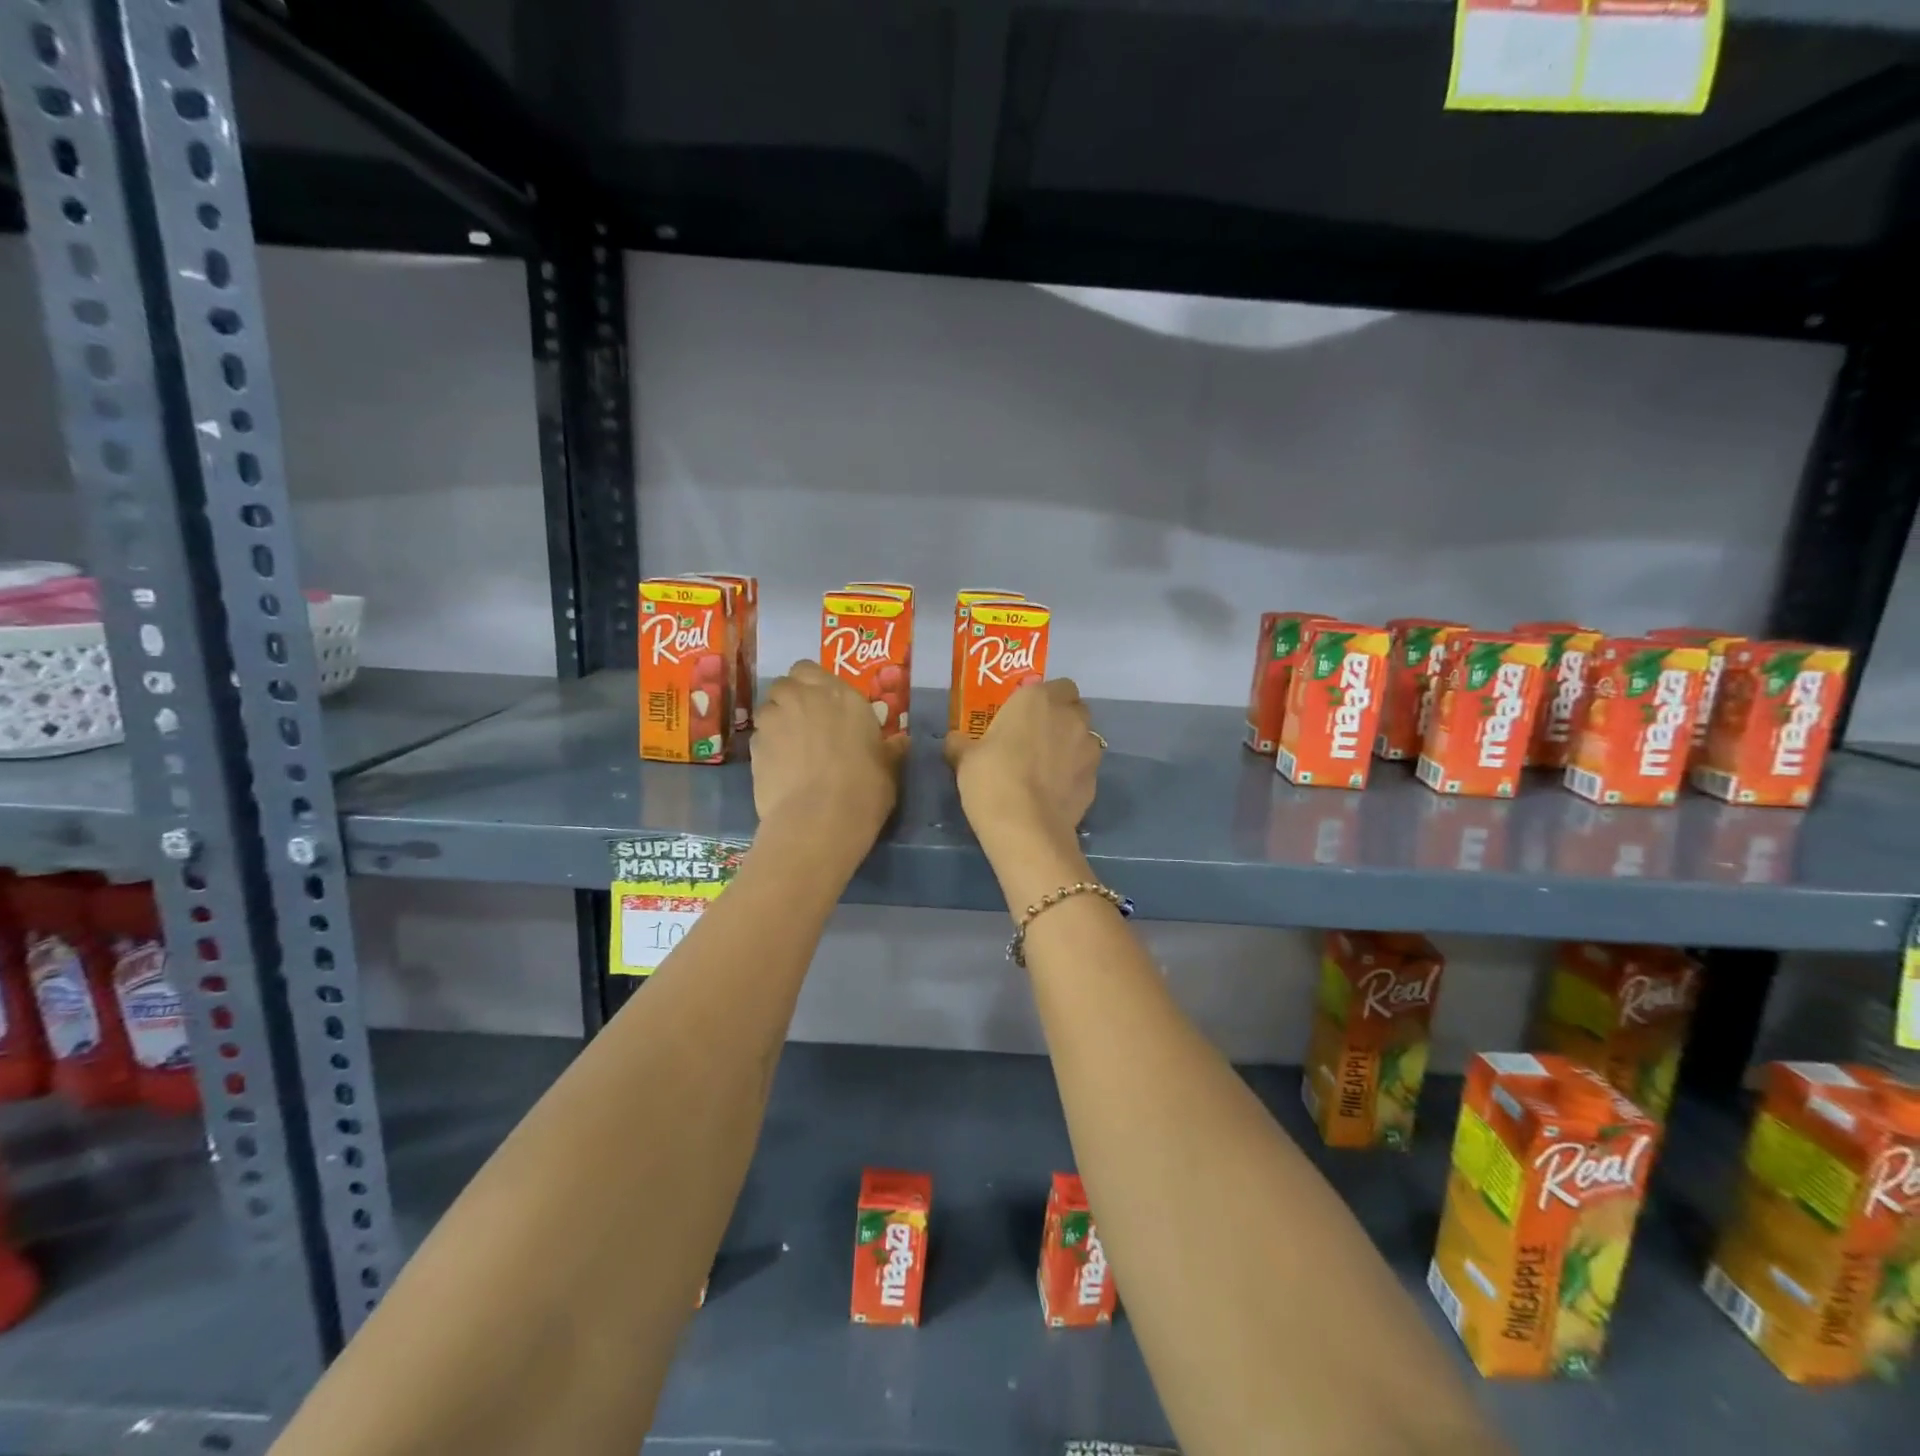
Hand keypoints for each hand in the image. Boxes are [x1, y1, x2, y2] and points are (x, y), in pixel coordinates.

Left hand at [753, 661, 905, 843]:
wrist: (819, 819)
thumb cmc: (864, 788)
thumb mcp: (888, 768)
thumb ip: (890, 749)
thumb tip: (901, 742)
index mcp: (840, 695)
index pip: (810, 669)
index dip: (812, 684)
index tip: (823, 704)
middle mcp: (803, 698)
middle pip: (785, 684)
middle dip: (791, 698)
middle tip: (805, 723)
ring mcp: (774, 721)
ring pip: (767, 709)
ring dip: (777, 721)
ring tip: (790, 748)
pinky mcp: (754, 747)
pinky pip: (759, 738)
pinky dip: (767, 748)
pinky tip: (780, 769)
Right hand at [945, 678, 1099, 855]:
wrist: (1025, 827)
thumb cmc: (991, 778)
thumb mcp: (964, 758)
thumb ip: (961, 743)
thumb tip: (955, 741)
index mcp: (1038, 699)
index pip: (1058, 685)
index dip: (1045, 698)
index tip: (1026, 715)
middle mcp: (1070, 717)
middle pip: (1075, 709)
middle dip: (1061, 719)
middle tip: (1035, 739)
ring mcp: (1088, 749)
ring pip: (1084, 738)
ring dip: (1071, 746)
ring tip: (1047, 769)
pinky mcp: (1095, 780)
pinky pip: (1085, 769)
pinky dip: (1074, 775)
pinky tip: (1054, 792)